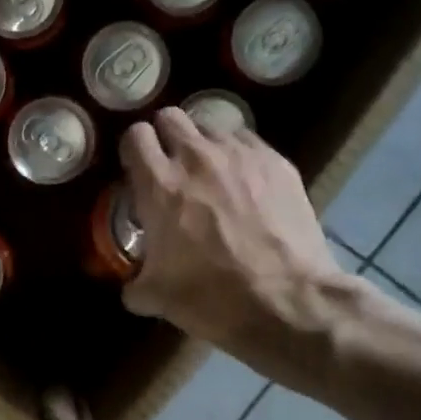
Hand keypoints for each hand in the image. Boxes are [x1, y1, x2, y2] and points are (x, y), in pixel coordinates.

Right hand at [119, 108, 355, 362]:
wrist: (287, 301)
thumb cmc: (212, 298)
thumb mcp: (157, 298)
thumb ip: (135, 283)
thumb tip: (133, 286)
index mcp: (159, 185)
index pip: (135, 136)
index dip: (133, 151)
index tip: (137, 171)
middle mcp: (197, 157)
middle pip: (171, 117)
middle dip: (166, 138)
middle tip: (171, 168)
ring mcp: (241, 155)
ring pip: (212, 127)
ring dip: (204, 146)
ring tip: (211, 176)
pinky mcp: (277, 162)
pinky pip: (248, 142)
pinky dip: (239, 156)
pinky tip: (245, 184)